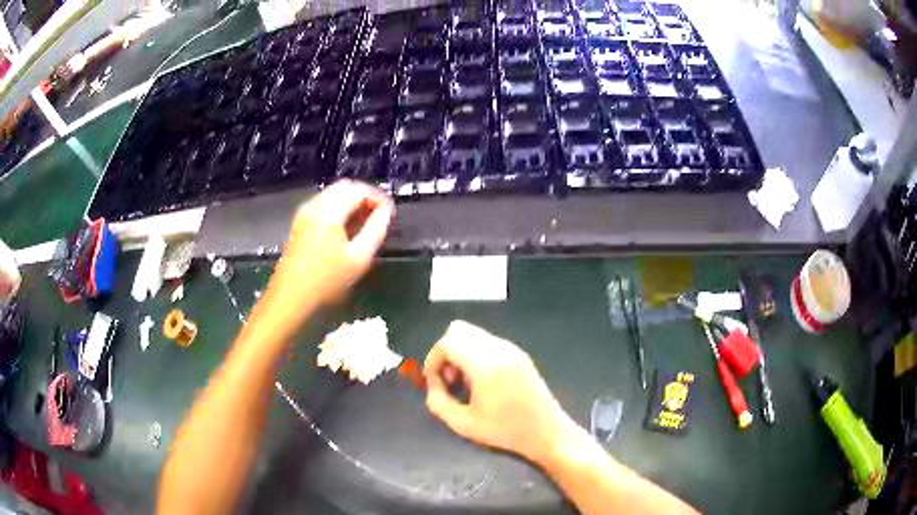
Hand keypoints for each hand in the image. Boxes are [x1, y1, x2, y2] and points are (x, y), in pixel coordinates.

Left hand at [273, 180, 393, 306]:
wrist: (290, 299)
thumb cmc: (327, 282)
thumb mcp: (359, 258)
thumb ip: (376, 229)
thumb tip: (386, 211)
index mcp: (329, 210)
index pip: (359, 189)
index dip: (379, 197)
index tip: (391, 213)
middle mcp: (314, 205)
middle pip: (345, 187)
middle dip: (365, 197)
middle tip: (380, 217)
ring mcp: (304, 214)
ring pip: (333, 195)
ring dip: (352, 203)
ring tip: (366, 225)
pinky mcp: (299, 224)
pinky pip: (323, 206)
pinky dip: (339, 210)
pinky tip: (347, 231)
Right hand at [424, 320, 575, 464]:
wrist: (545, 431)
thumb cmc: (505, 430)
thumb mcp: (463, 424)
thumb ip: (439, 402)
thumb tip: (432, 384)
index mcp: (485, 364)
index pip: (447, 342)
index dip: (433, 359)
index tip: (433, 381)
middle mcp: (498, 349)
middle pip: (459, 330)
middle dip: (446, 352)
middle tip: (449, 379)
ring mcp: (511, 349)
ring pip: (473, 334)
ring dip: (461, 353)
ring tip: (465, 383)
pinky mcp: (519, 354)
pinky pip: (488, 342)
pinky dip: (476, 354)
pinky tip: (482, 381)